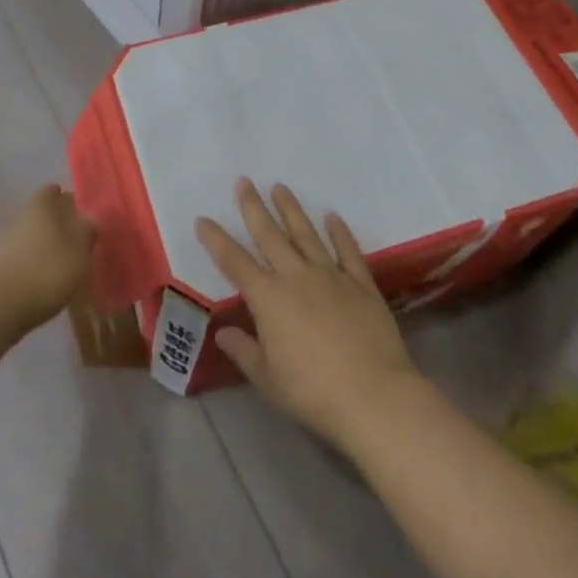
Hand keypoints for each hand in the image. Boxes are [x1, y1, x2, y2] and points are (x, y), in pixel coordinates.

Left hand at [0, 185, 96, 339]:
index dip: (67, 201)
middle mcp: (21, 214)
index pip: (54, 191)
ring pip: (29, 235)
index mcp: (42, 204)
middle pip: (41, 213)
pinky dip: (29, 265)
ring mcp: (3, 240)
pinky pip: (18, 258)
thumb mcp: (78, 254)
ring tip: (60, 266)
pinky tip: (40, 283)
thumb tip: (91, 218)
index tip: (79, 215)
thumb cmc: (45, 272)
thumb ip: (87, 233)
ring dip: (42, 246)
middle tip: (74, 242)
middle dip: (55, 224)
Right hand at [197, 179, 419, 450]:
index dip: (216, 240)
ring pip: (306, 234)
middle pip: (270, 235)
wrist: (375, 397)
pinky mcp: (361, 284)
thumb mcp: (269, 380)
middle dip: (254, 207)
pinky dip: (340, 232)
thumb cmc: (314, 393)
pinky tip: (332, 216)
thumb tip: (223, 332)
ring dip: (291, 209)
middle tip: (244, 181)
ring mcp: (331, 276)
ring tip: (280, 187)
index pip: (235, 262)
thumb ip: (244, 351)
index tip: (203, 219)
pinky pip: (347, 250)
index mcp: (269, 298)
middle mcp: (296, 277)